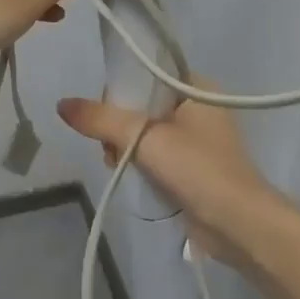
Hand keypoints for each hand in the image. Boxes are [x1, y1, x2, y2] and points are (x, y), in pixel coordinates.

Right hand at [56, 85, 274, 266]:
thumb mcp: (145, 137)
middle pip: (142, 106)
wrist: (237, 223)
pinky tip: (131, 178)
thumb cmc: (197, 169)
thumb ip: (101, 119)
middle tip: (112, 147)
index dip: (120, 91)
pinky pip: (155, 157)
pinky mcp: (192, 169)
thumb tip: (62, 104)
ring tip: (118, 165)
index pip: (146, 75)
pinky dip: (140, 165)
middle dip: (119, 127)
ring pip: (145, 134)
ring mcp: (197, 141)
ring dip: (127, 149)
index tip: (105, 115)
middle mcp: (199, 109)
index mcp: (197, 88)